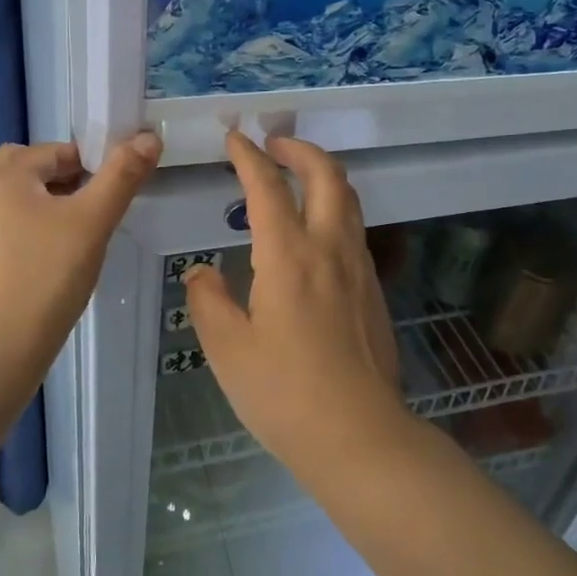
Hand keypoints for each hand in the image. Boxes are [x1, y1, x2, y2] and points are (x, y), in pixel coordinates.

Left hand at [0, 133, 161, 398]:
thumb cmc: (47, 277)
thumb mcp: (92, 222)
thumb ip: (121, 176)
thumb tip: (149, 137)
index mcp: (3, 176)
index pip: (54, 151)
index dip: (89, 164)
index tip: (112, 193)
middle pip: (25, 170)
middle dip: (61, 180)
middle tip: (91, 210)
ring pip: (13, 201)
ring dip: (44, 206)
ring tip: (74, 238)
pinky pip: (2, 230)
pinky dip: (27, 233)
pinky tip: (48, 264)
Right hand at [185, 131, 409, 474]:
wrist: (359, 436)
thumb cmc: (284, 393)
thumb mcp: (227, 349)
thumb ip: (208, 300)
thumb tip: (203, 272)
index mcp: (289, 256)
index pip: (267, 187)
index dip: (248, 157)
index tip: (234, 139)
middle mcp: (330, 249)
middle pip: (327, 176)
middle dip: (300, 150)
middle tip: (275, 144)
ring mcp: (359, 269)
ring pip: (348, 201)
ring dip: (323, 176)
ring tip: (296, 177)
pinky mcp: (373, 291)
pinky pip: (354, 231)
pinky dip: (333, 209)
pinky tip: (314, 235)